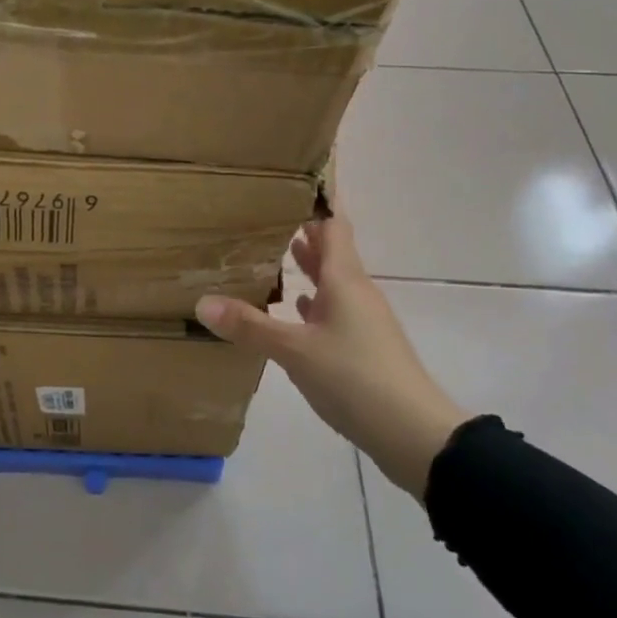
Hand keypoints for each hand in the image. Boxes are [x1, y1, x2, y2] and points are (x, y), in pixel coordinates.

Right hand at [195, 212, 466, 499]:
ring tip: (275, 256)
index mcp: (345, 281)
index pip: (333, 226)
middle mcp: (357, 293)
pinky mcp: (363, 348)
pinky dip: (313, 304)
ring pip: (332, 283)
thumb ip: (249, 326)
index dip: (316, 203)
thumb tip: (201, 301)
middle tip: (268, 217)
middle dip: (304, 233)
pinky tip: (294, 310)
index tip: (292, 183)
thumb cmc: (356, 378)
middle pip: (332, 252)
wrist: (414, 434)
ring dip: (308, 269)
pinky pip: (333, 312)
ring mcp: (363, 322)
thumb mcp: (295, 351)